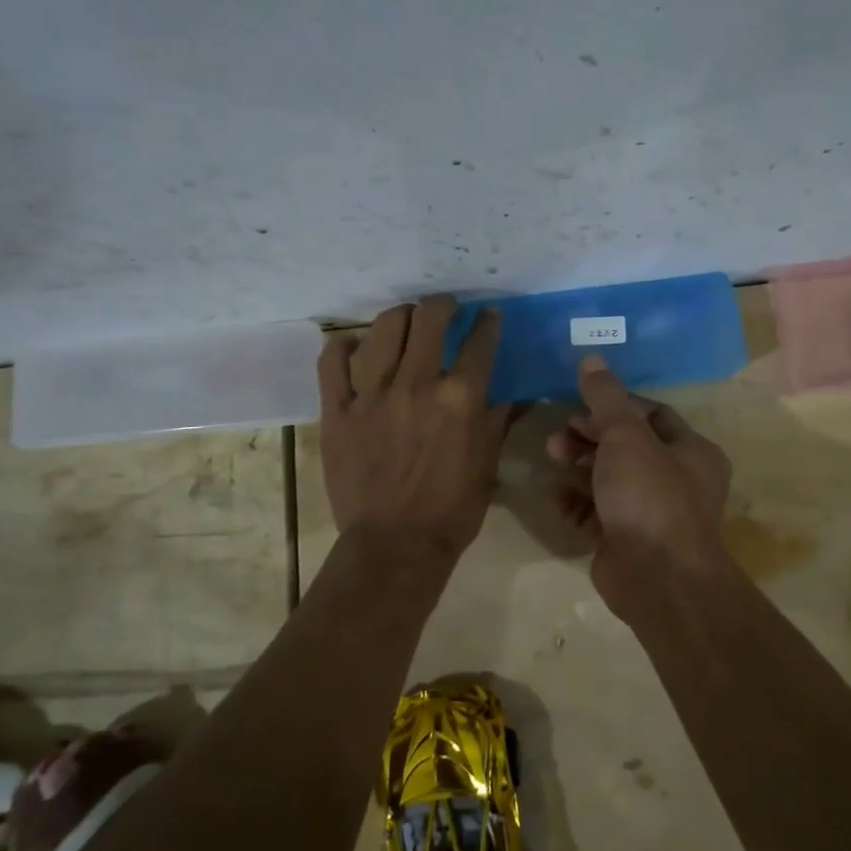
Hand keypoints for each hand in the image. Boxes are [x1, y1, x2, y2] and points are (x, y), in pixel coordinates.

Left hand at [318, 295, 509, 560]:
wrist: (395, 545)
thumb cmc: (452, 509)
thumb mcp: (487, 462)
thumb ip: (499, 419)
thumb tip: (517, 391)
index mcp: (460, 398)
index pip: (479, 342)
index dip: (488, 322)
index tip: (489, 316)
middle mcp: (416, 384)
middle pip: (429, 319)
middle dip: (442, 305)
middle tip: (446, 309)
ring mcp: (372, 395)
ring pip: (383, 328)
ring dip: (400, 316)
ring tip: (406, 321)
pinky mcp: (337, 410)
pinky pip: (333, 362)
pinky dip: (343, 345)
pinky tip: (354, 344)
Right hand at [545, 354, 733, 613]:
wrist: (657, 579)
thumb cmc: (650, 496)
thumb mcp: (626, 436)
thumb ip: (606, 398)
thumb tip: (592, 358)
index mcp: (691, 452)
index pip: (652, 414)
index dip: (616, 405)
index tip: (582, 402)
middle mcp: (676, 480)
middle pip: (627, 446)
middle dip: (591, 435)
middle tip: (561, 431)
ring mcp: (649, 513)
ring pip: (609, 479)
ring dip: (579, 464)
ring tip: (552, 454)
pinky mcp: (624, 540)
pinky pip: (596, 512)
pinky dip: (575, 501)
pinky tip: (554, 493)